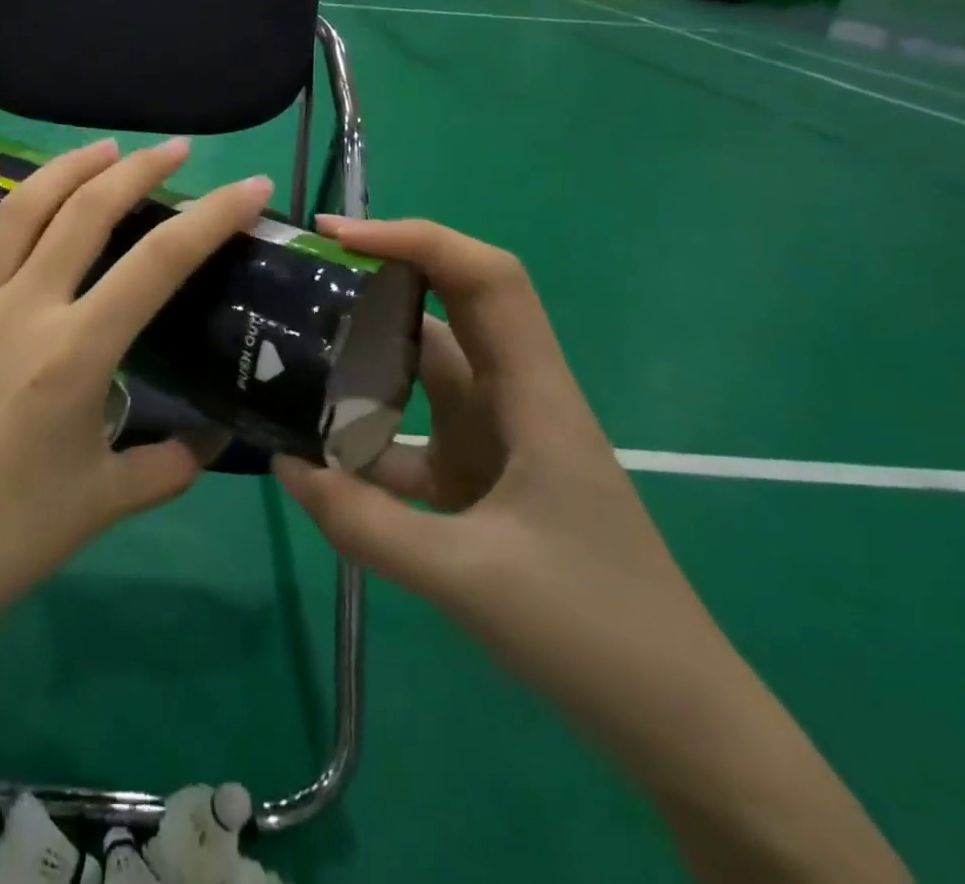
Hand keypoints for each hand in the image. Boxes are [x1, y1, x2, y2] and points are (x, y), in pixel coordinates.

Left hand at [0, 138, 272, 631]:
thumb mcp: (101, 502)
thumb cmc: (5, 538)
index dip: (213, 217)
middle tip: (174, 149)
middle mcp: (21, 309)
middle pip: (87, 213)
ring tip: (103, 149)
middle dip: (139, 170)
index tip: (249, 184)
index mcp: (76, 353)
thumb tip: (207, 444)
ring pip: (18, 209)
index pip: (160, 264)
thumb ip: (166, 468)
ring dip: (66, 169)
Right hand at [274, 216, 718, 723]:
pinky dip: (366, 439)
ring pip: (423, 373)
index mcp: (534, 397)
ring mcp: (497, 441)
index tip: (338, 238)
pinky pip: (412, 437)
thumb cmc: (596, 633)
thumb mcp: (468, 579)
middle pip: (450, 309)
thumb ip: (365, 523)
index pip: (486, 280)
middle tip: (303, 278)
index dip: (417, 240)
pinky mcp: (481, 481)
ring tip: (293, 351)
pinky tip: (317, 458)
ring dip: (365, 359)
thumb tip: (284, 465)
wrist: (680, 727)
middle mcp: (514, 401)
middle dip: (380, 280)